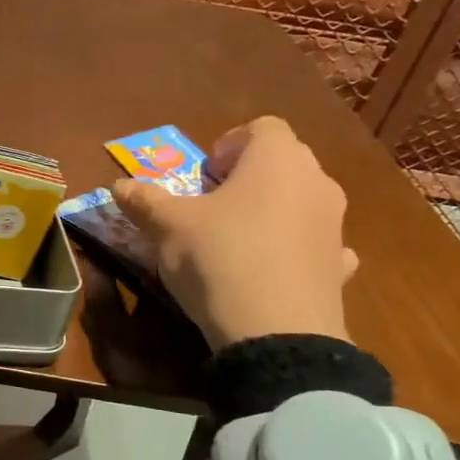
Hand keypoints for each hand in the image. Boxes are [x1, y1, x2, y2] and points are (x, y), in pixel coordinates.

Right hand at [111, 116, 357, 349]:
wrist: (276, 332)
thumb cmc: (219, 257)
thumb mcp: (167, 227)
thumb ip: (144, 201)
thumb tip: (119, 185)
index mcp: (276, 159)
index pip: (262, 127)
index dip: (229, 144)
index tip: (204, 175)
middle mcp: (316, 182)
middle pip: (284, 163)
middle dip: (248, 177)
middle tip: (212, 205)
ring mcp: (334, 226)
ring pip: (301, 203)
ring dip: (273, 212)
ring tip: (237, 241)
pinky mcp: (339, 268)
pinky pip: (316, 245)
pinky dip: (295, 250)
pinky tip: (271, 272)